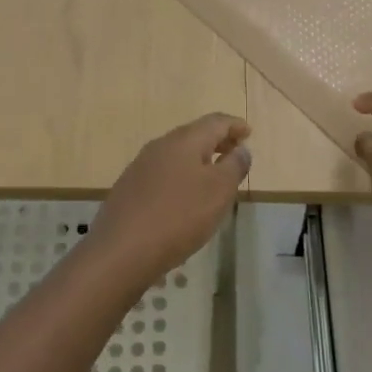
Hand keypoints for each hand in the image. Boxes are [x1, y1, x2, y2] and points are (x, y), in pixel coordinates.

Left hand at [92, 113, 251, 275]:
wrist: (121, 250)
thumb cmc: (179, 216)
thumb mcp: (219, 191)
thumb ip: (234, 165)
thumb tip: (241, 148)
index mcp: (184, 140)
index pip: (215, 121)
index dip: (235, 125)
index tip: (249, 133)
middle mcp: (160, 145)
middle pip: (195, 134)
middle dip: (218, 140)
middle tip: (236, 151)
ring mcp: (141, 166)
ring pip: (177, 153)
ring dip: (199, 158)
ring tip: (214, 175)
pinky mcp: (130, 188)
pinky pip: (163, 172)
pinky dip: (182, 174)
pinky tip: (185, 196)